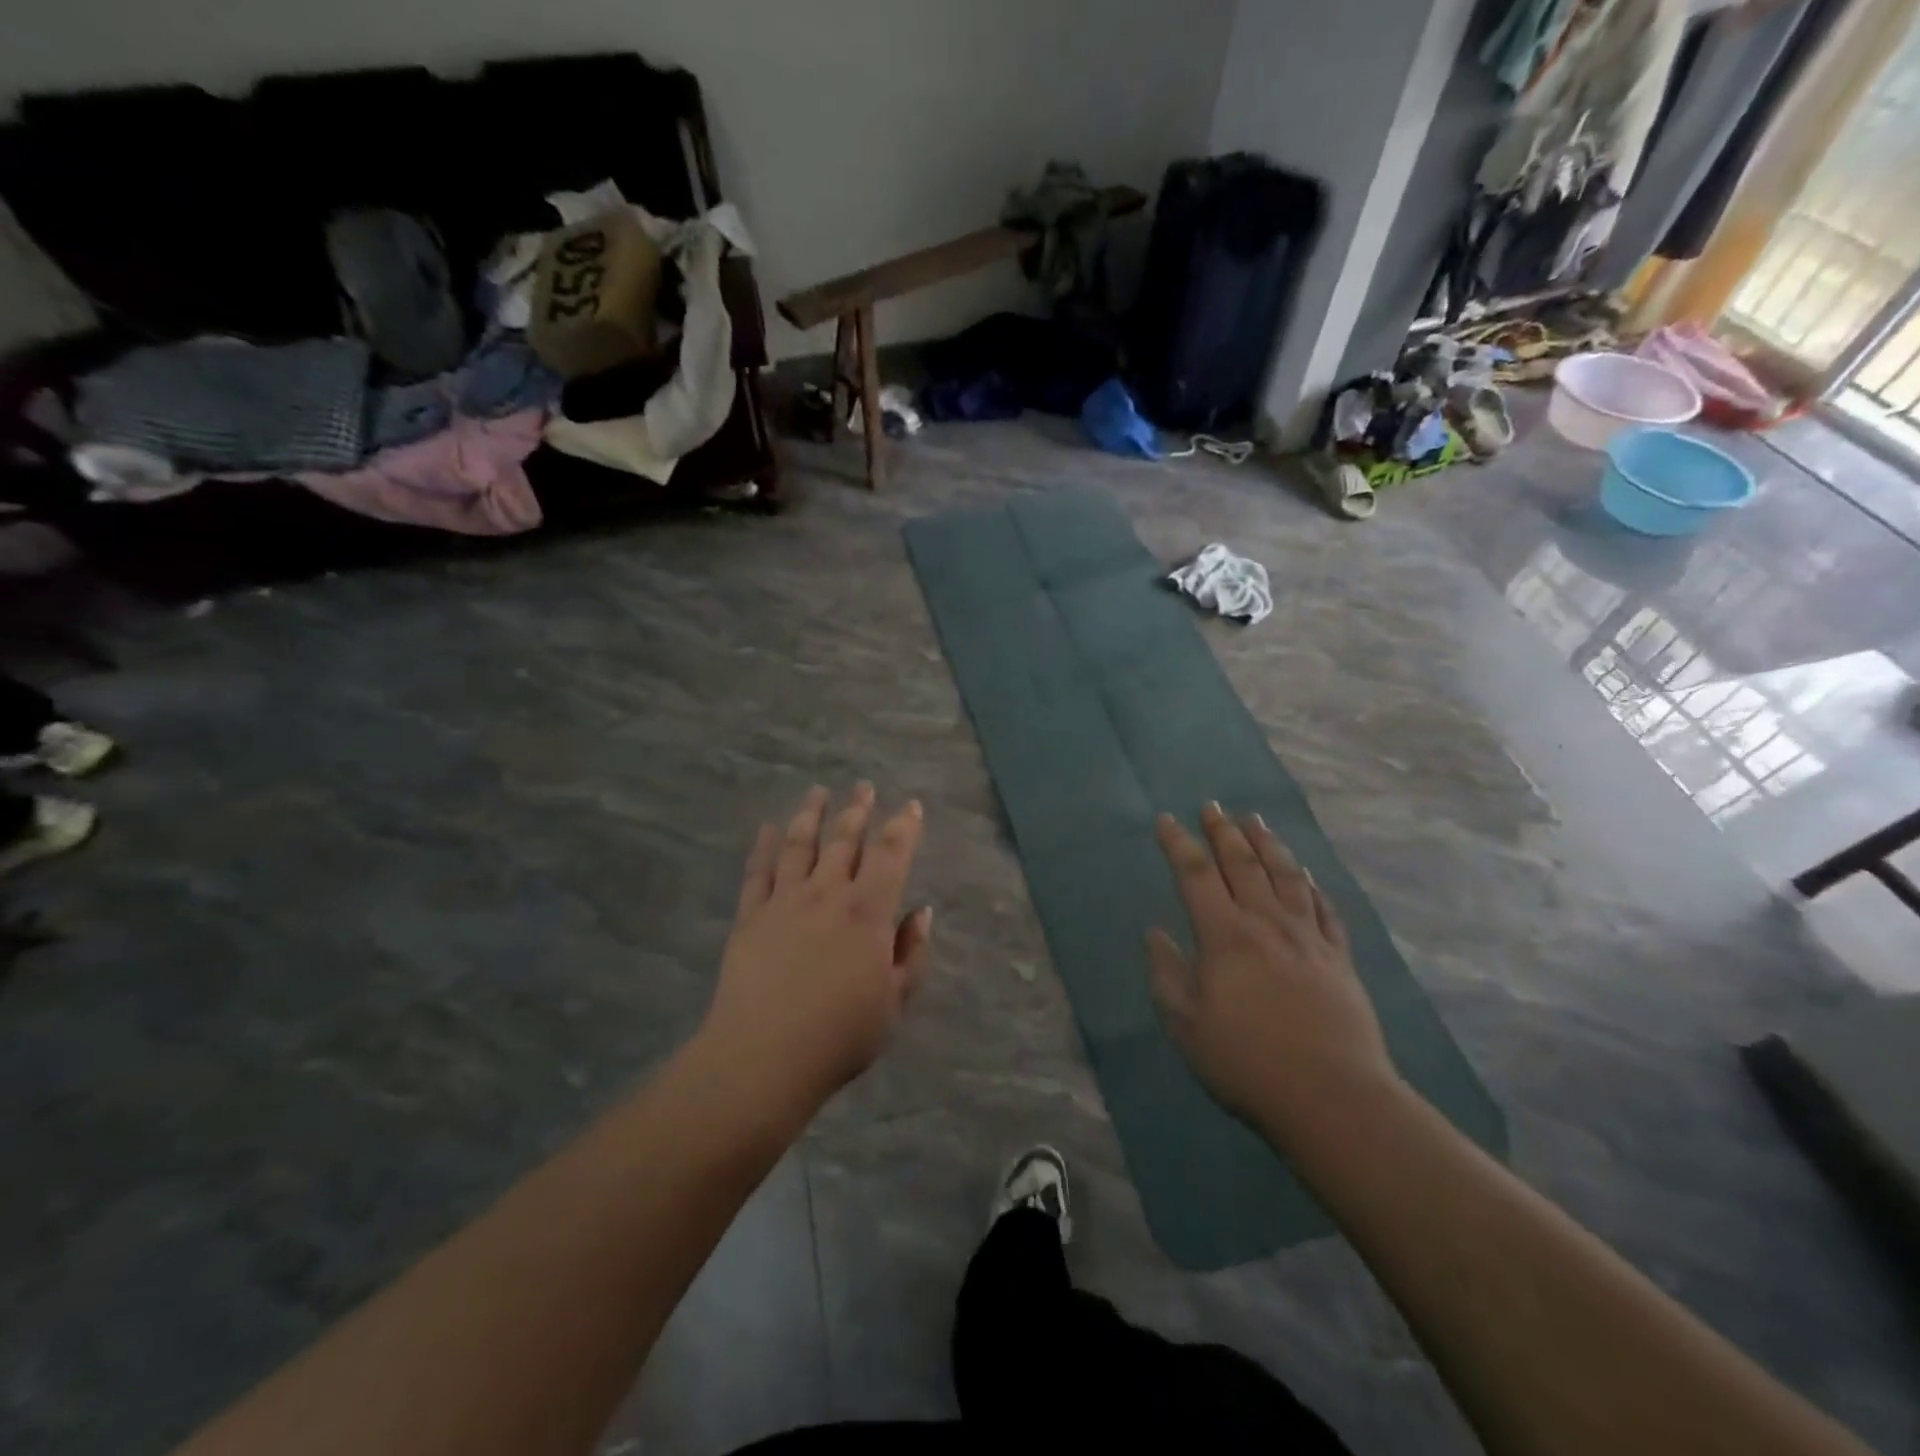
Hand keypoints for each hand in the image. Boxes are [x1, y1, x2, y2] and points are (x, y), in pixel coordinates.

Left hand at [700, 784, 933, 1106]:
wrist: (764, 1057)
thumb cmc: (841, 1035)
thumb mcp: (895, 1002)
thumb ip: (912, 953)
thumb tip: (920, 912)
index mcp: (867, 912)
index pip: (890, 855)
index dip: (904, 827)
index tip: (911, 806)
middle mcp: (826, 893)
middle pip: (844, 840)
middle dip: (858, 810)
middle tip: (864, 786)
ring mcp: (784, 901)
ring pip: (800, 845)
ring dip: (812, 814)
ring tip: (818, 791)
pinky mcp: (750, 916)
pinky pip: (758, 871)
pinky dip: (765, 845)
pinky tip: (769, 828)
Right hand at [1147, 803, 1398, 1141]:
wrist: (1334, 1098)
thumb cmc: (1247, 1063)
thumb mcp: (1186, 1026)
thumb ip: (1166, 974)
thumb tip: (1155, 933)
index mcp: (1225, 936)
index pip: (1196, 875)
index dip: (1178, 844)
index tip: (1166, 820)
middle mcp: (1266, 924)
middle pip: (1242, 864)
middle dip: (1222, 832)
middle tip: (1211, 806)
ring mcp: (1307, 938)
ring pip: (1285, 876)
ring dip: (1267, 845)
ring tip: (1255, 821)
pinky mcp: (1338, 958)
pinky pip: (1322, 908)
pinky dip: (1310, 884)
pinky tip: (1304, 873)